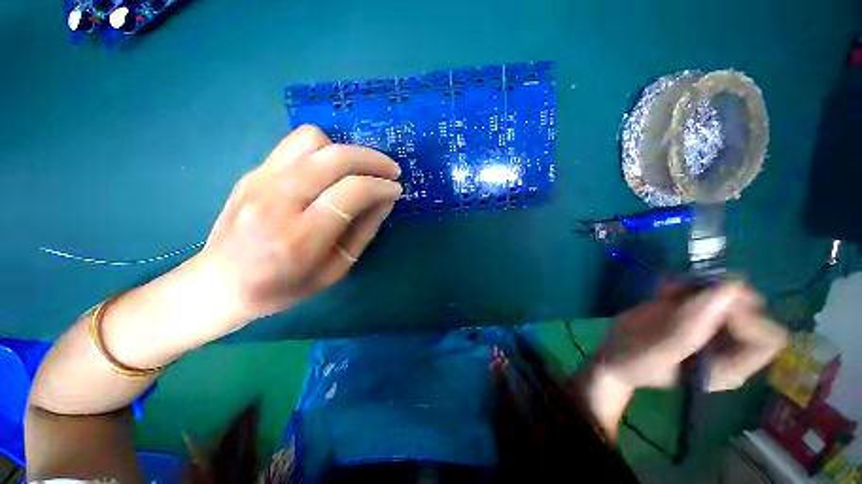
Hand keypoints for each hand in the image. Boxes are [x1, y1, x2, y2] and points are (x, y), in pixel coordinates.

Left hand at [188, 125, 401, 336]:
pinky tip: (334, 169)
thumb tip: (385, 200)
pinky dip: (325, 150)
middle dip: (372, 160)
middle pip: (334, 157)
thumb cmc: (282, 288)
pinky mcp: (253, 171)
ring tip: (360, 169)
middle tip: (391, 171)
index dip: (380, 186)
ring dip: (346, 150)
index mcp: (300, 237)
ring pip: (313, 140)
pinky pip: (295, 144)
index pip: (351, 192)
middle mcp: (277, 200)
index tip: (396, 189)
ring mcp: (260, 180)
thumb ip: (363, 232)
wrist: (218, 284)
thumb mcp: (334, 270)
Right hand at [598, 281, 787, 392]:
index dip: (749, 320)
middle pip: (754, 311)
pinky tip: (665, 289)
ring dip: (703, 285)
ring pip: (731, 294)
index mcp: (728, 366)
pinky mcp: (693, 310)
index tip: (712, 308)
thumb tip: (729, 288)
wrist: (613, 352)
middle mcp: (728, 345)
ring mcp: (711, 325)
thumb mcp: (659, 351)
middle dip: (724, 296)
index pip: (767, 339)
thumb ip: (690, 327)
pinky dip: (687, 282)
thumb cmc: (633, 361)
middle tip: (689, 292)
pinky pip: (704, 287)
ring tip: (669, 290)